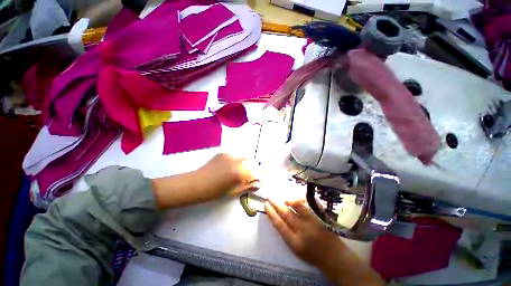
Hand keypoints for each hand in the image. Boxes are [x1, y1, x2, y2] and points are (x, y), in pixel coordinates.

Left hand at [195, 153, 258, 199]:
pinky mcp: (223, 153)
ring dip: (243, 165)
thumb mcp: (233, 192)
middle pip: (250, 164)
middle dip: (250, 170)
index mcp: (239, 173)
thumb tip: (258, 184)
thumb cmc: (214, 192)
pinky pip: (234, 157)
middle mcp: (237, 161)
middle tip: (246, 177)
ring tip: (235, 172)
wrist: (196, 183)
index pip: (255, 173)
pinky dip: (234, 162)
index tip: (256, 182)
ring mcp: (229, 155)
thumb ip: (247, 186)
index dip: (257, 178)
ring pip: (242, 159)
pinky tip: (227, 168)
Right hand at [265, 199, 384, 285]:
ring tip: (283, 198)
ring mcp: (312, 222)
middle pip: (286, 214)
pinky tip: (297, 198)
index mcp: (294, 241)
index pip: (279, 224)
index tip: (265, 204)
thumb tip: (278, 217)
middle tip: (269, 196)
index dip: (271, 213)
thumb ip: (286, 233)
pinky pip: (309, 206)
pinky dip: (301, 200)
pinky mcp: (320, 218)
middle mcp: (302, 230)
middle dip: (276, 204)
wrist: (334, 257)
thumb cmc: (312, 254)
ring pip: (297, 207)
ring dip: (288, 201)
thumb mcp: (296, 248)